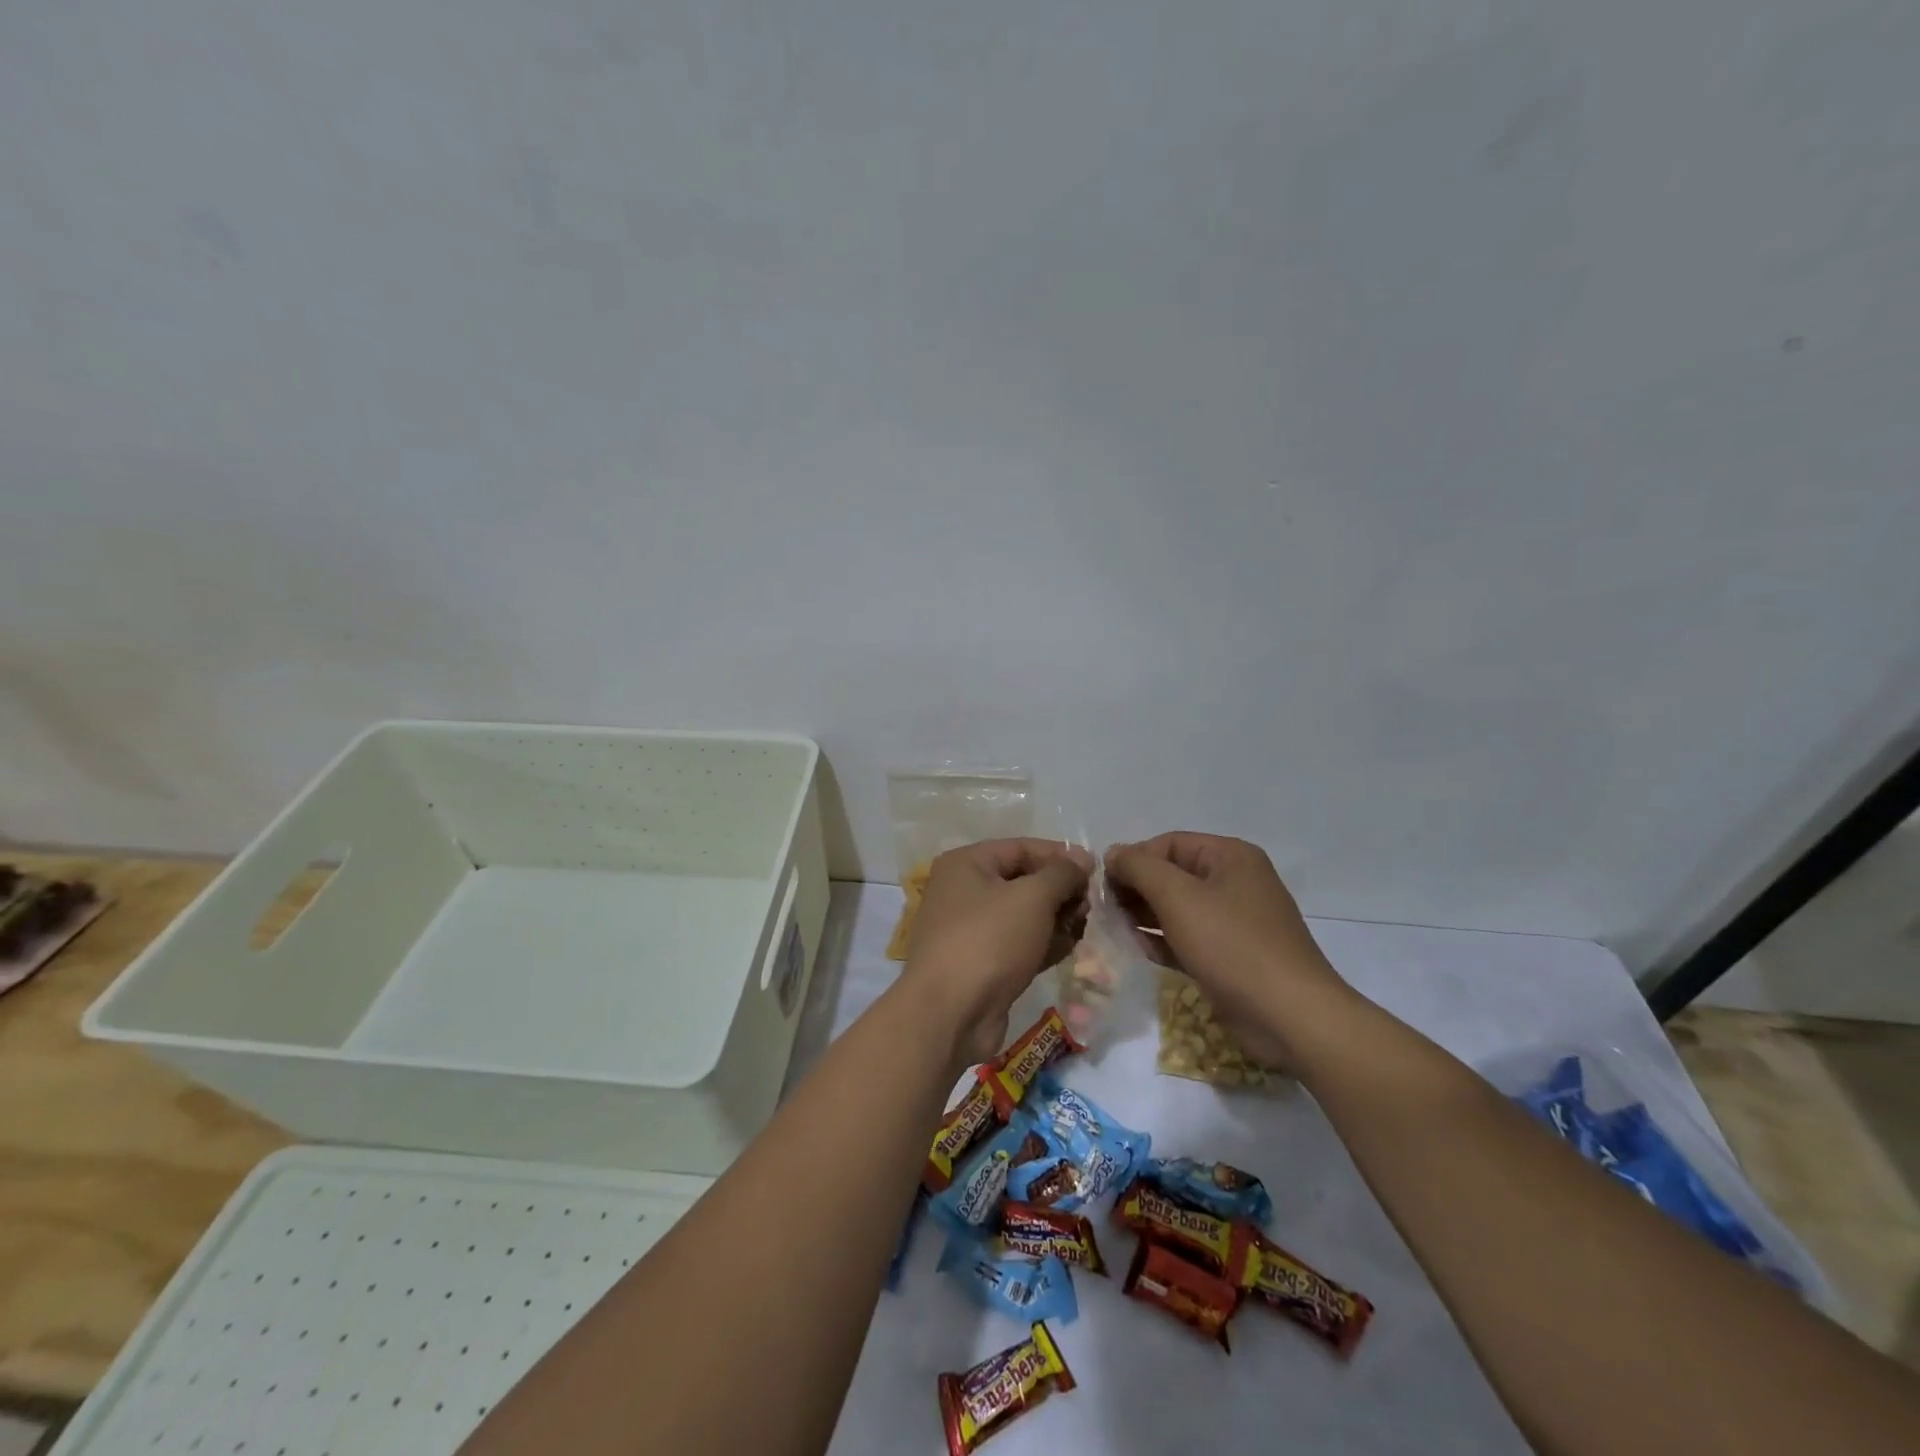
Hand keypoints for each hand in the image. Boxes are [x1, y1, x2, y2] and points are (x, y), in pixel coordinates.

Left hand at [901, 838, 1091, 1064]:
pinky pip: (1019, 944)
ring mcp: (971, 930)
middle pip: (1023, 881)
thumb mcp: (1032, 897)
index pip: (1021, 848)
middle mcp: (964, 891)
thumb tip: (1082, 859)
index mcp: (966, 864)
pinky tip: (1069, 949)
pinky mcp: (983, 964)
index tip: (1095, 870)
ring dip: (1056, 919)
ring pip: (1024, 915)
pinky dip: (1044, 944)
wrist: (950, 1014)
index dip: (1059, 856)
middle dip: (1060, 891)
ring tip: (1083, 928)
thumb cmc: (989, 940)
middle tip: (1089, 906)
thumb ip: (1062, 874)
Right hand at [1105, 833, 1350, 1068]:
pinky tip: (1140, 951)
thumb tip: (1113, 854)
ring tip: (1116, 929)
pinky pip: (1189, 937)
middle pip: (1173, 874)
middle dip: (1137, 889)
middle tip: (1106, 909)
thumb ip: (1139, 868)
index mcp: (1230, 856)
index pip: (1168, 843)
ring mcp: (1236, 921)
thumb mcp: (1178, 897)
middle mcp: (1235, 882)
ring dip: (1145, 916)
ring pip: (1179, 908)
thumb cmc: (1232, 945)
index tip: (1102, 884)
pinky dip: (1164, 941)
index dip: (1133, 859)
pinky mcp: (1232, 956)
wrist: (1290, 1018)